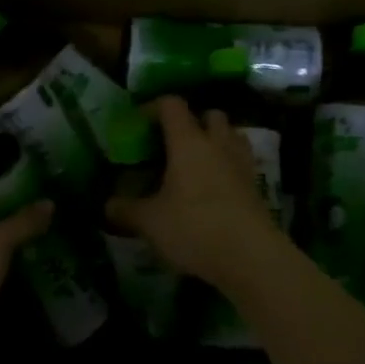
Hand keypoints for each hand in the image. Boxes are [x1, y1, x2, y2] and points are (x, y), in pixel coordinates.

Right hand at [105, 96, 283, 286]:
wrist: (251, 258)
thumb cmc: (194, 228)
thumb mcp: (150, 222)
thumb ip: (126, 210)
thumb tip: (107, 206)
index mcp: (188, 142)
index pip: (171, 105)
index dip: (153, 107)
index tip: (138, 125)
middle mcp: (218, 144)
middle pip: (210, 114)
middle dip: (192, 122)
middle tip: (172, 144)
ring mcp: (242, 164)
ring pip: (231, 136)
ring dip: (215, 141)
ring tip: (195, 164)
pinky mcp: (257, 187)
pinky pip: (241, 163)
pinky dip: (227, 167)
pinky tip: (213, 189)